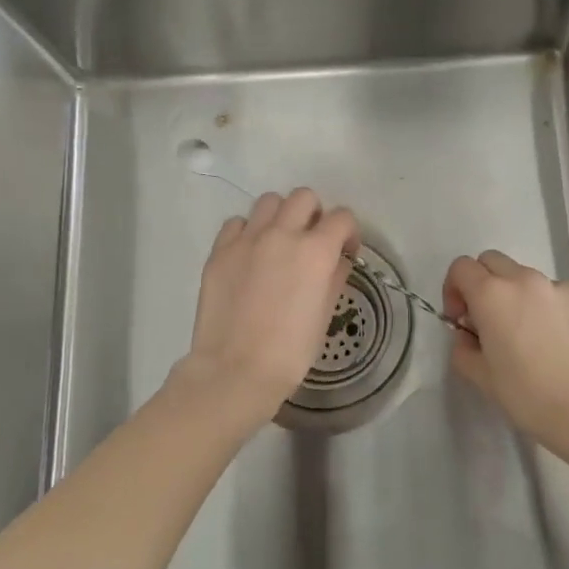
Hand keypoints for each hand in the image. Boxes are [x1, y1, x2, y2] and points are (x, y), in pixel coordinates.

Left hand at [172, 187, 359, 436]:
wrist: (236, 371)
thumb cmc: (290, 351)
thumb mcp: (325, 314)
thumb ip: (335, 277)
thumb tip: (337, 261)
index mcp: (316, 250)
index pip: (342, 218)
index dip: (349, 233)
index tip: (345, 252)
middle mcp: (283, 234)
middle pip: (304, 197)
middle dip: (314, 214)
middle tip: (311, 242)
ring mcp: (247, 239)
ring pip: (269, 202)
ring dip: (280, 216)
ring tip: (278, 243)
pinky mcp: (220, 251)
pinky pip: (237, 223)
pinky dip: (248, 232)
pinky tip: (250, 255)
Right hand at [442, 251, 568, 473]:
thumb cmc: (529, 396)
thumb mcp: (482, 378)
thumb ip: (463, 349)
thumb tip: (468, 337)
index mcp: (492, 294)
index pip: (461, 267)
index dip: (453, 290)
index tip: (460, 321)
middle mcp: (523, 279)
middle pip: (491, 261)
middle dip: (481, 283)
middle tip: (485, 322)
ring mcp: (555, 287)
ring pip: (521, 275)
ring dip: (511, 293)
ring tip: (520, 333)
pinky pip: (548, 291)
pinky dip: (539, 304)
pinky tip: (548, 340)